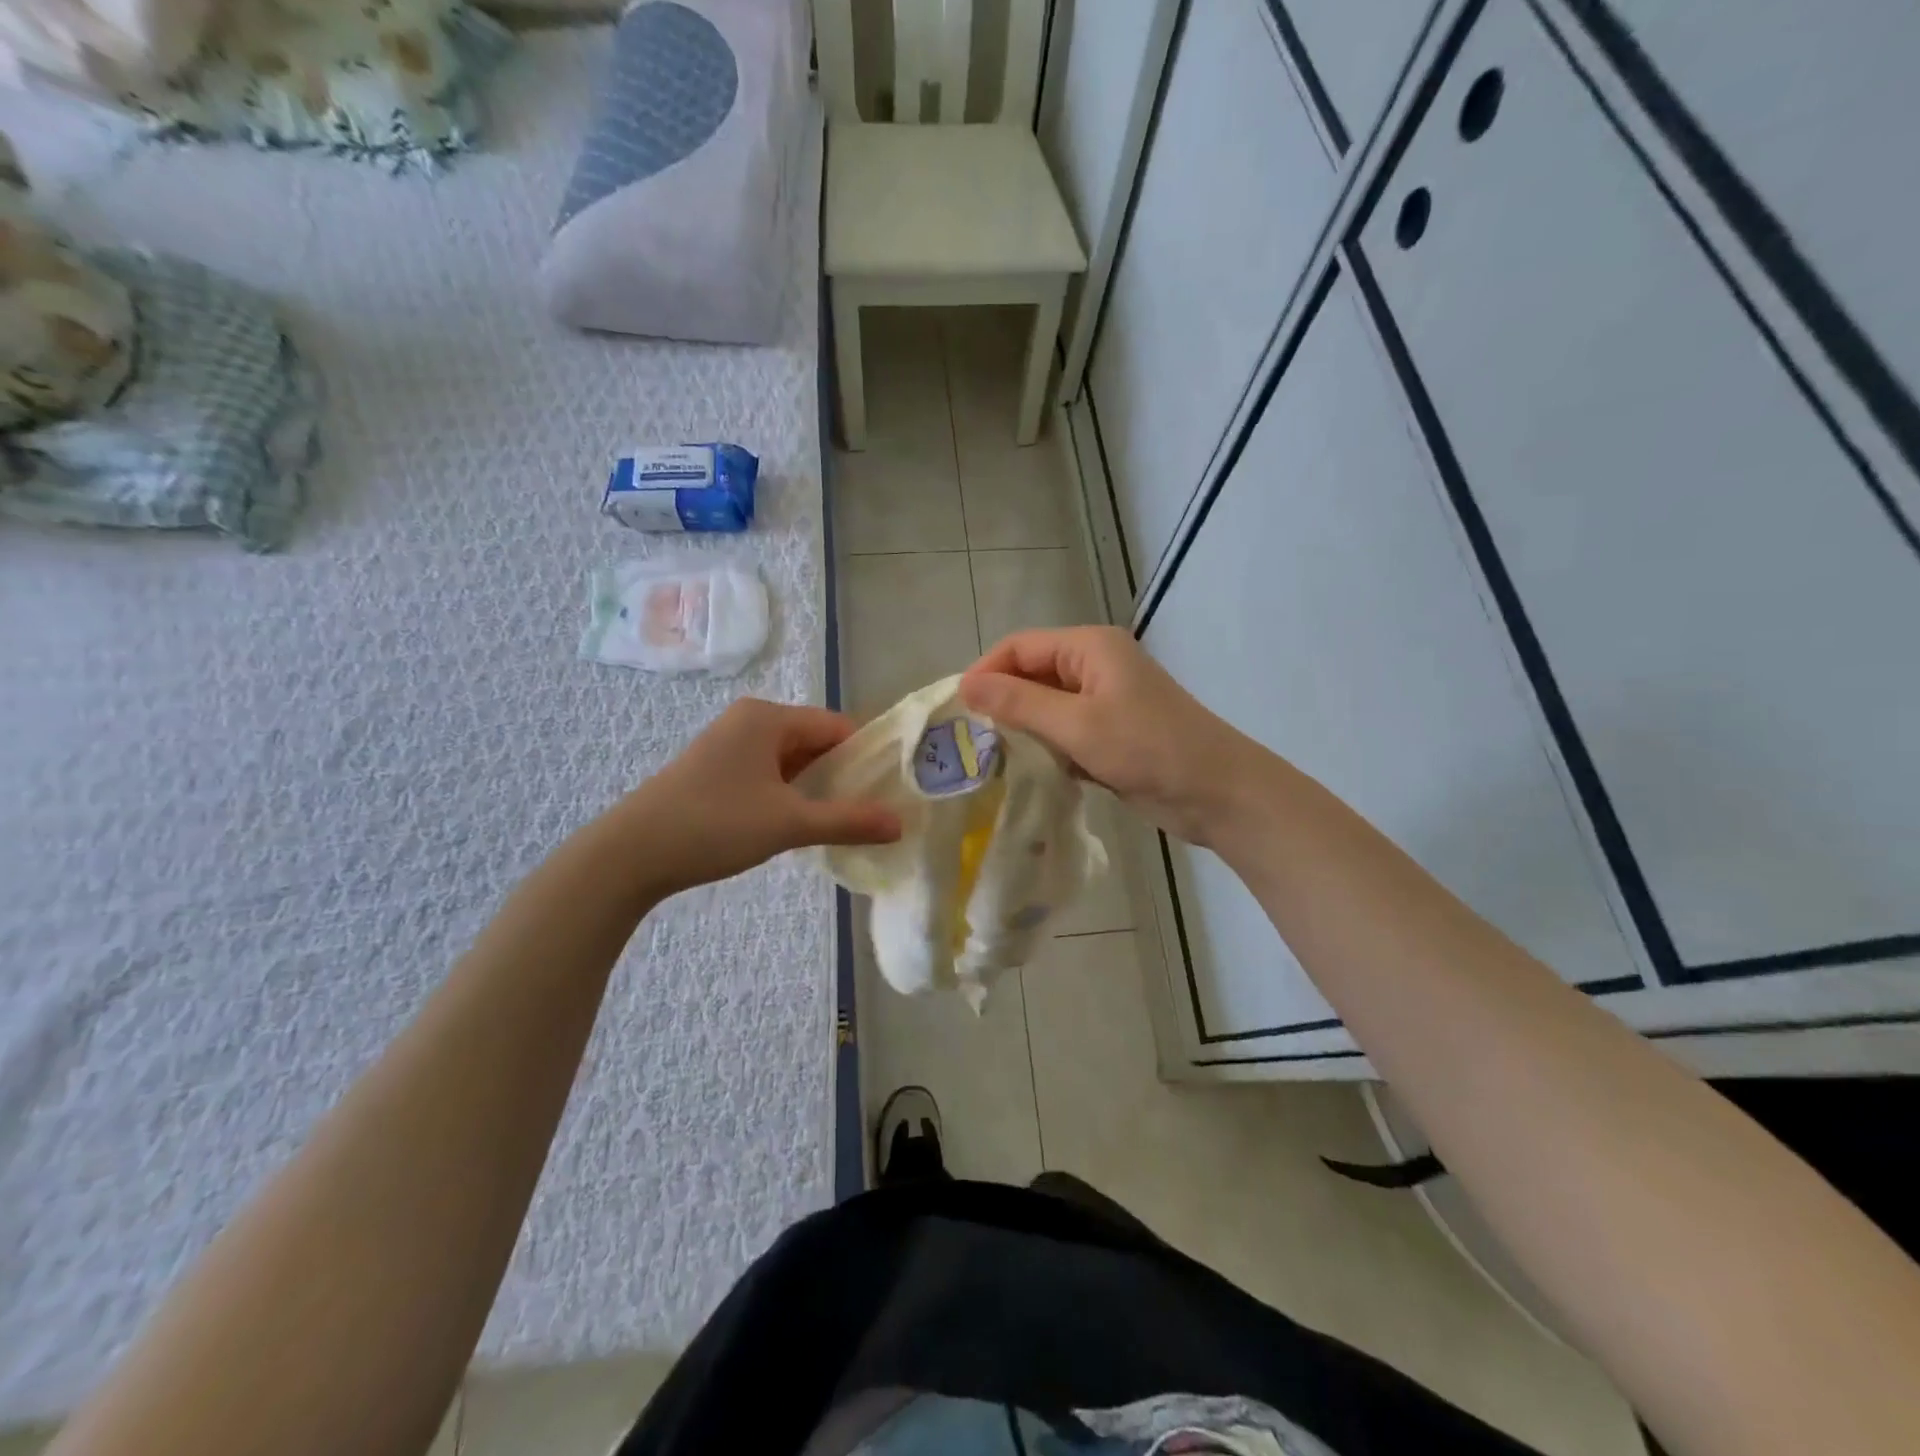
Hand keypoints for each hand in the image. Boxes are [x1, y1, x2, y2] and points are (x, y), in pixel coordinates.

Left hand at [617, 699, 900, 896]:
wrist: (630, 854)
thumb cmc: (713, 825)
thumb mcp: (788, 823)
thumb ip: (847, 820)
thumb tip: (900, 824)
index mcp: (768, 717)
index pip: (837, 726)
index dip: (868, 756)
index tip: (891, 790)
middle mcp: (750, 721)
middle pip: (816, 741)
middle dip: (844, 774)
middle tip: (873, 810)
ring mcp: (730, 745)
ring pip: (792, 760)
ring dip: (818, 787)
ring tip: (844, 820)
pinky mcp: (717, 770)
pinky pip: (770, 773)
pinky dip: (791, 793)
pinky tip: (801, 822)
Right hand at [960, 626, 1263, 845]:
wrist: (1217, 793)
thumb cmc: (1148, 749)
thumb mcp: (1077, 725)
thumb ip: (1019, 703)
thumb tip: (965, 686)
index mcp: (1090, 646)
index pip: (1020, 647)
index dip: (986, 672)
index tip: (958, 711)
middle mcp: (1096, 665)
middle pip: (1032, 673)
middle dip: (1003, 702)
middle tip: (969, 739)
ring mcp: (1105, 700)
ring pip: (1047, 705)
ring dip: (1024, 727)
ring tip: (992, 757)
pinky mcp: (1111, 732)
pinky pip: (1065, 731)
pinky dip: (1047, 746)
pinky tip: (1030, 770)